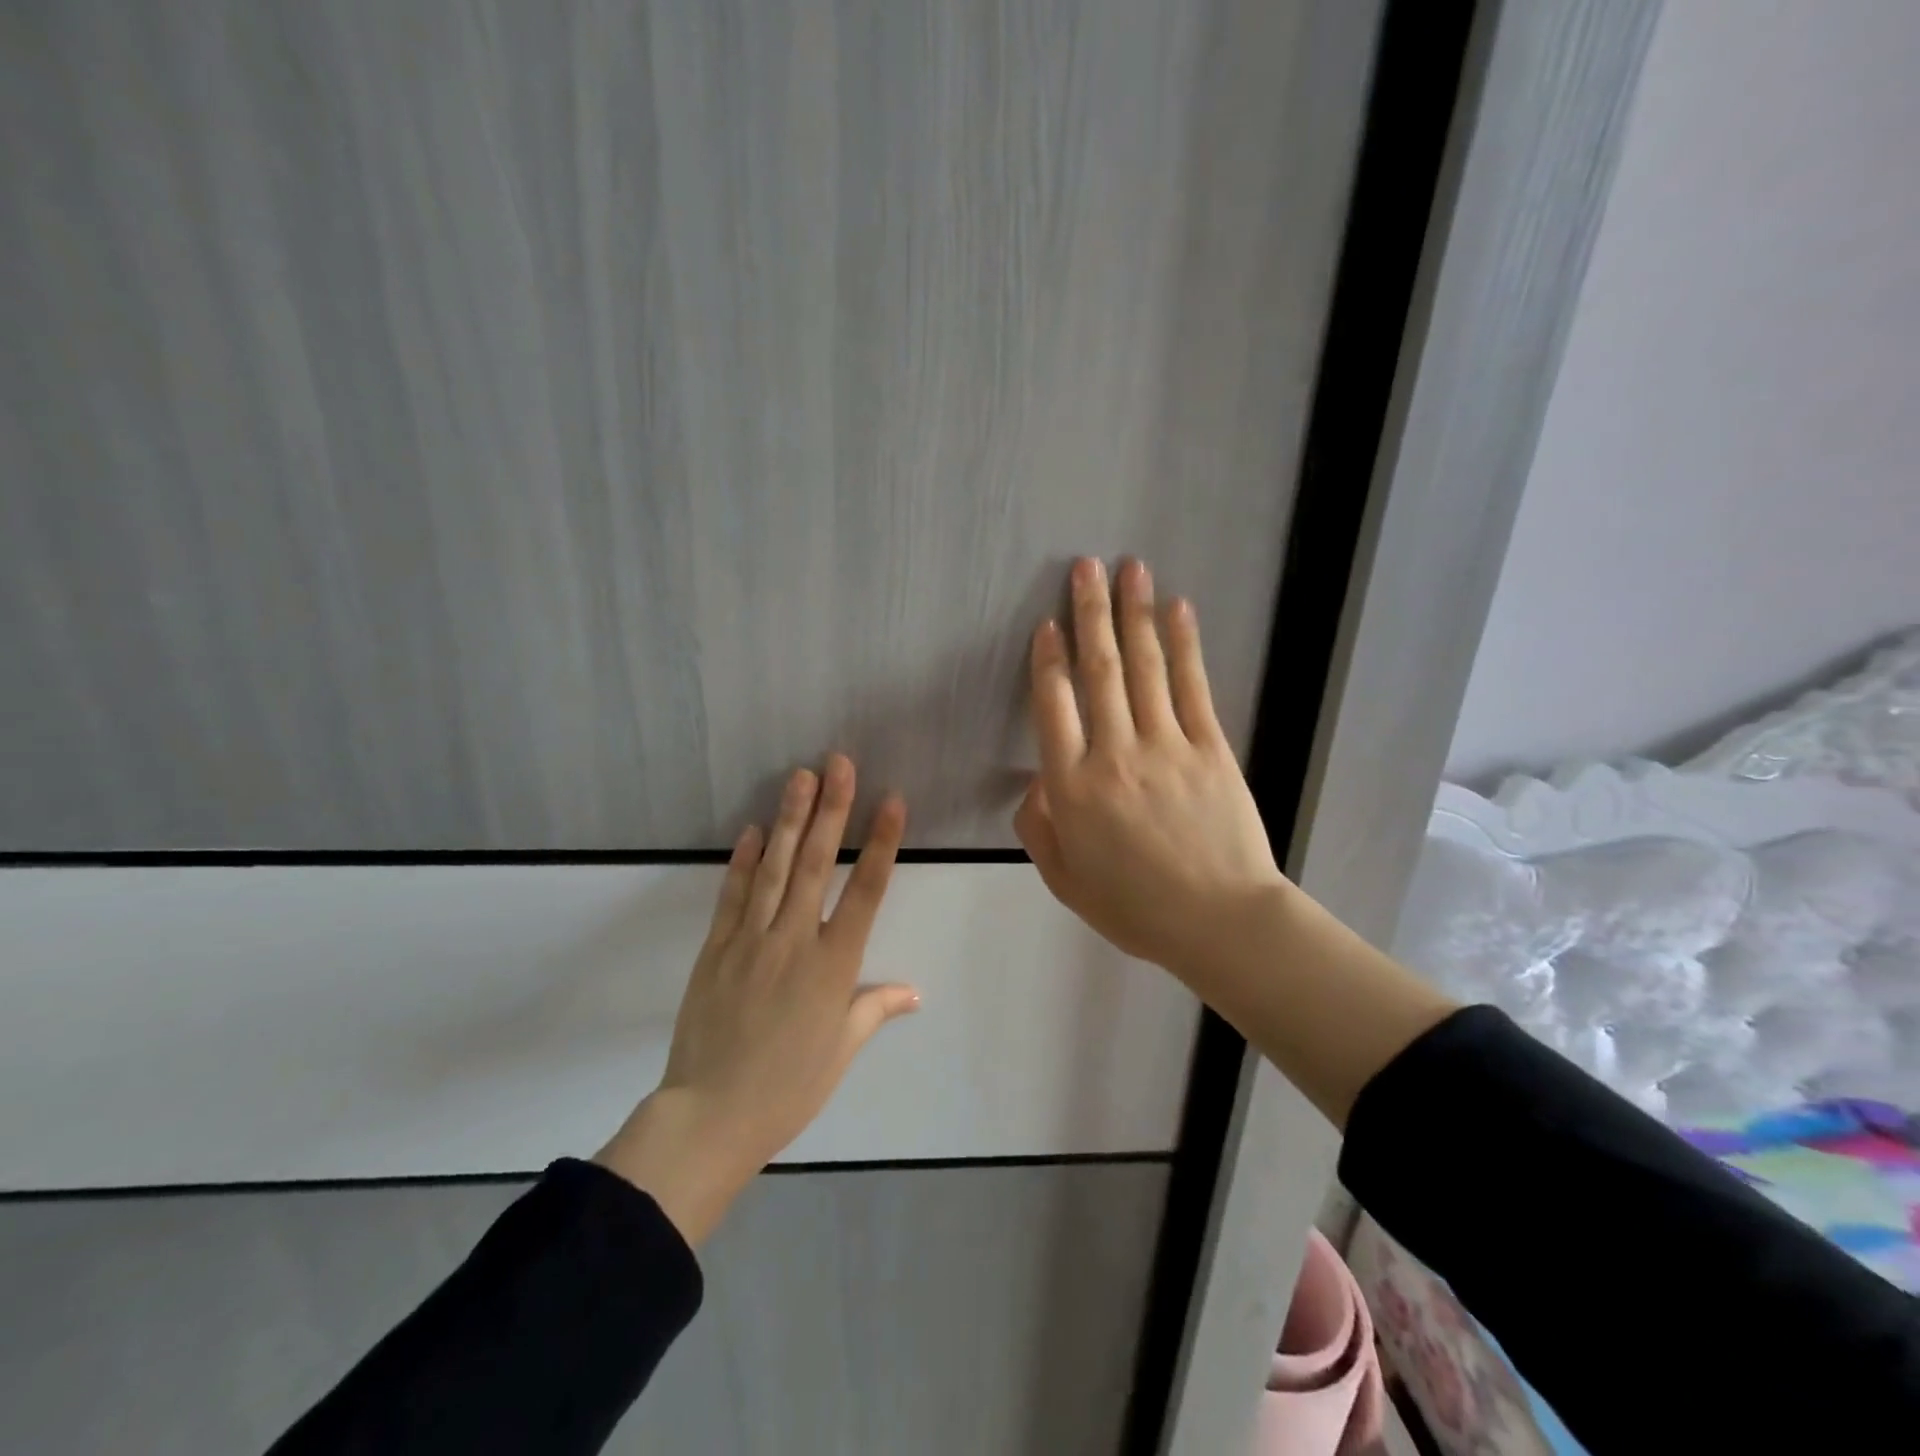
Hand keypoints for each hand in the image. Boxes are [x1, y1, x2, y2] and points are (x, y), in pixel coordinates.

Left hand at [595, 756, 918, 1243]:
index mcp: (834, 966)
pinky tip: (754, 829)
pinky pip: (733, 895)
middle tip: (839, 763)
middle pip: (818, 864)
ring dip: (790, 819)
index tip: (891, 801)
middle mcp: (794, 941)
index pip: (866, 891)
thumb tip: (914, 991)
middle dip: (832, 809)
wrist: (710, 1115)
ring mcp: (751, 940)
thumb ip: (875, 1009)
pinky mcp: (717, 948)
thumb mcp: (841, 1050)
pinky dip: (744, 860)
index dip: (881, 843)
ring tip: (801, 776)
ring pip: (776, 868)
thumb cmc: (789, 1087)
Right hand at [1014, 557, 1285, 981]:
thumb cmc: (1135, 908)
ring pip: (1144, 666)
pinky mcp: (1210, 747)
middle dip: (1089, 613)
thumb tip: (1038, 780)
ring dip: (1134, 614)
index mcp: (1072, 787)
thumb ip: (1040, 827)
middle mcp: (1114, 753)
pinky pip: (1192, 686)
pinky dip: (1184, 645)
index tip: (1048, 624)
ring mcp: (1166, 745)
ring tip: (1128, 569)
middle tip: (1085, 566)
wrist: (1220, 921)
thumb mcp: (1065, 880)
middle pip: (1098, 670)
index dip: (1048, 659)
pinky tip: (1178, 610)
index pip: (1053, 706)